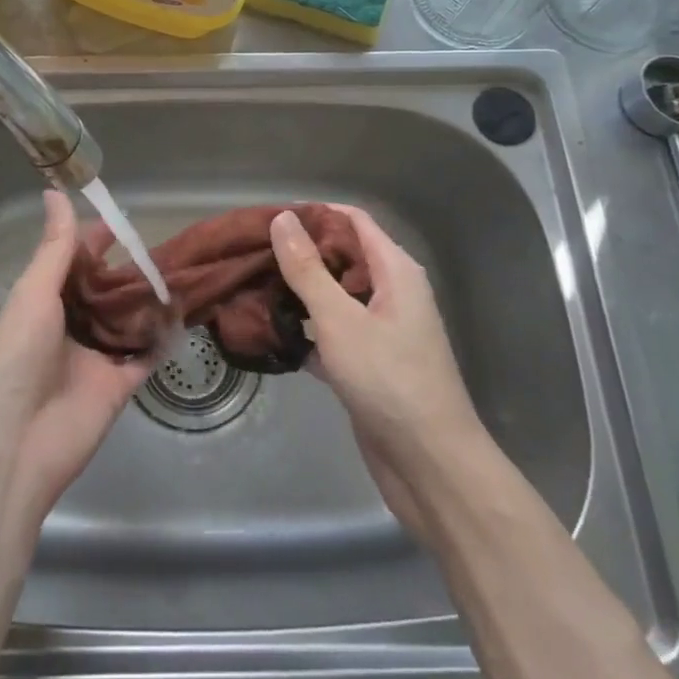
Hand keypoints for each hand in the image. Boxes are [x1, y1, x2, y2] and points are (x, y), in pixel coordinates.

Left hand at [0, 191, 152, 526]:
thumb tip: (55, 191)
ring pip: (125, 322)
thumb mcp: (33, 295)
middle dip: (125, 272)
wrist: (12, 445)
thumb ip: (53, 248)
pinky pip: (143, 358)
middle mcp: (66, 329)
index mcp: (39, 306)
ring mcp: (92, 360)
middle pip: (101, 293)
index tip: (121, 223)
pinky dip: (160, 340)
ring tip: (178, 274)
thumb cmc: (14, 359)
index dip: (92, 244)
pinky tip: (181, 317)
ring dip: (145, 302)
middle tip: (160, 250)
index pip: (70, 265)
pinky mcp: (116, 388)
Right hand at [270, 205, 486, 499]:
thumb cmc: (388, 380)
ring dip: (297, 293)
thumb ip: (308, 269)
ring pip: (333, 297)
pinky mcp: (368, 364)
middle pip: (341, 257)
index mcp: (394, 271)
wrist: (429, 465)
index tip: (268, 219)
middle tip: (249, 255)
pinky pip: (331, 333)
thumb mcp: (340, 319)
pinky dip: (305, 329)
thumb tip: (284, 218)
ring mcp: (380, 331)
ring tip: (250, 288)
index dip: (313, 214)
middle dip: (299, 254)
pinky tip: (269, 333)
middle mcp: (391, 293)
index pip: (352, 221)